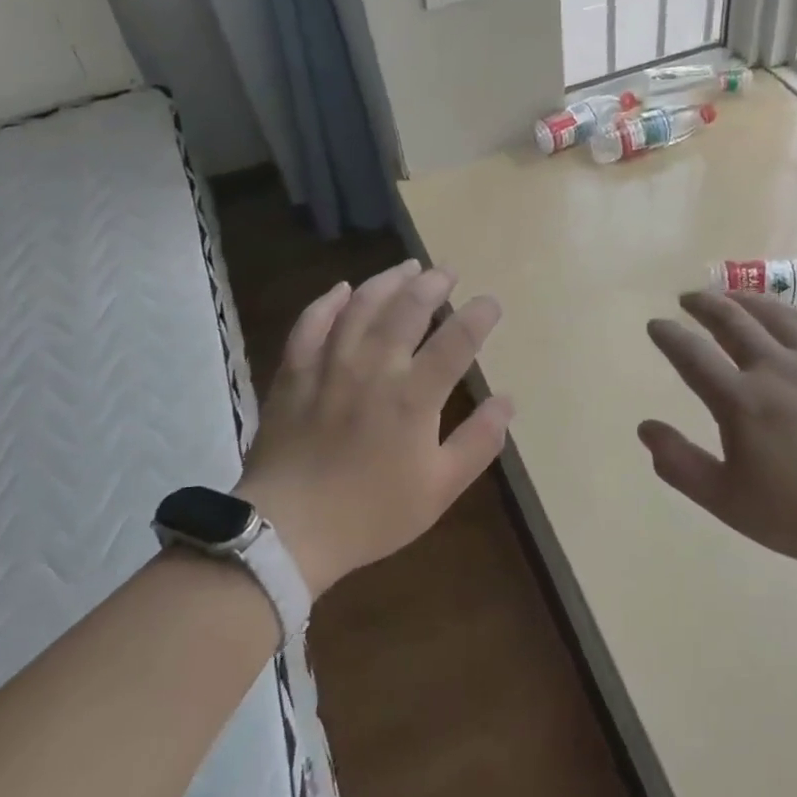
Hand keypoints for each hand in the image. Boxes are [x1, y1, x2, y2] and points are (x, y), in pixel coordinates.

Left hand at [237, 261, 512, 598]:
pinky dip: (328, 302)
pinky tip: (342, 289)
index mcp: (413, 396)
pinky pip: (310, 324)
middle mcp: (374, 368)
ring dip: (387, 281)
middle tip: (447, 271)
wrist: (288, 529)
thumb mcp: (440, 488)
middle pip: (407, 310)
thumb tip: (508, 400)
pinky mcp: (294, 372)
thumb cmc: (371, 513)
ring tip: (407, 267)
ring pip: (361, 306)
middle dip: (432, 285)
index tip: (491, 302)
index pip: (455, 342)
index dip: (478, 316)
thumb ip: (478, 442)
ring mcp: (329, 365)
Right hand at [638, 292, 796, 566]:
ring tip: (731, 296)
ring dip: (746, 300)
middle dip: (705, 305)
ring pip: (776, 315)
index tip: (656, 324)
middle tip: (688, 298)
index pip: (692, 355)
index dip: (669, 336)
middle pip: (733, 321)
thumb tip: (645, 427)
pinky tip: (790, 316)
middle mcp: (776, 369)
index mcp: (741, 401)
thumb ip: (680, 464)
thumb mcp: (727, 501)